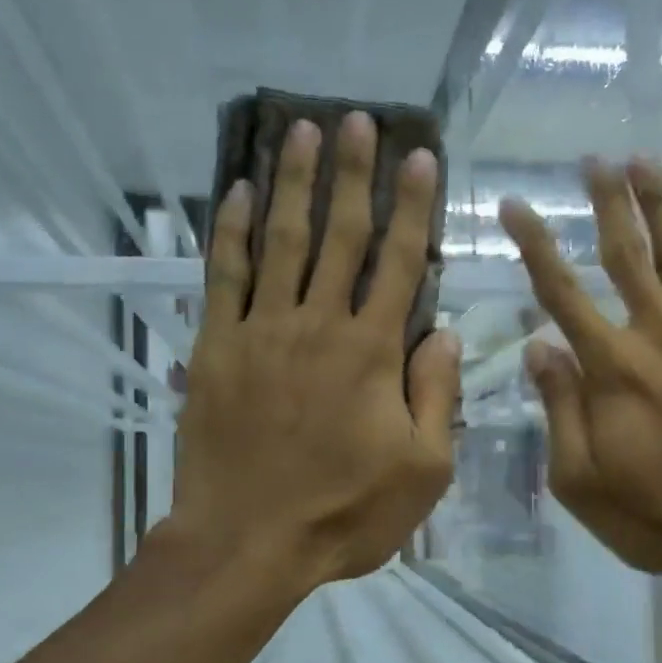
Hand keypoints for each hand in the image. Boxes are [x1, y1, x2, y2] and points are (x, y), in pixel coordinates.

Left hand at [168, 113, 461, 591]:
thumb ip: (436, 398)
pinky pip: (223, 277)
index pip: (400, 263)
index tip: (419, 157)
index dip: (413, 207)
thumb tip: (445, 335)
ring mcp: (261, 332)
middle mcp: (318, 326)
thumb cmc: (343, 515)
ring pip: (280, 241)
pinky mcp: (215, 349)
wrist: (247, 542)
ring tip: (300, 131)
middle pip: (340, 236)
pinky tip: (235, 192)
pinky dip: (229, 231)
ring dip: (292, 183)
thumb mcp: (421, 472)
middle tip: (355, 119)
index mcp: (372, 354)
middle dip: (352, 173)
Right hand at [499, 159, 661, 592]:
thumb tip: (539, 347)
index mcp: (612, 370)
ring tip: (643, 161)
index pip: (562, 294)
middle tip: (593, 160)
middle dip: (607, 204)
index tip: (515, 205)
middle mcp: (661, 335)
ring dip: (661, 204)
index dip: (535, 246)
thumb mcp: (581, 479)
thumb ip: (560, 409)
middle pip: (628, 256)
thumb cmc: (656, 516)